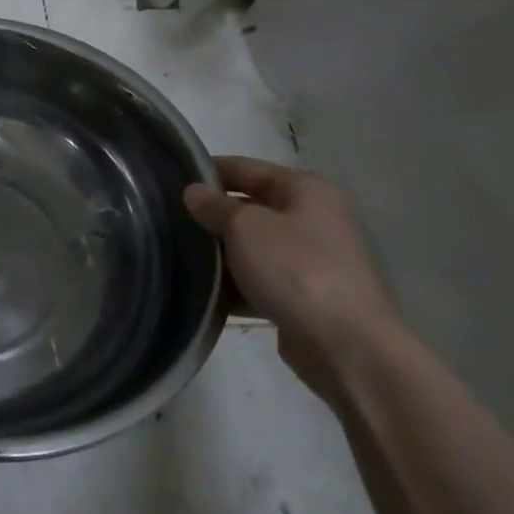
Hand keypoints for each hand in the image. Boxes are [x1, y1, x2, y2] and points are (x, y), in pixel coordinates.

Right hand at [183, 156, 398, 396]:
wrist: (345, 345)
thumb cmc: (295, 269)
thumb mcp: (245, 227)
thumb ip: (214, 206)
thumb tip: (193, 191)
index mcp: (306, 191)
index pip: (247, 168)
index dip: (209, 170)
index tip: (171, 179)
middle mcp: (313, 219)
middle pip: (250, 208)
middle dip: (212, 215)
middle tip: (169, 220)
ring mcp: (311, 260)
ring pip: (252, 247)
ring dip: (220, 253)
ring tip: (178, 255)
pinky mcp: (304, 296)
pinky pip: (260, 280)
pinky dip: (235, 284)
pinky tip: (203, 291)